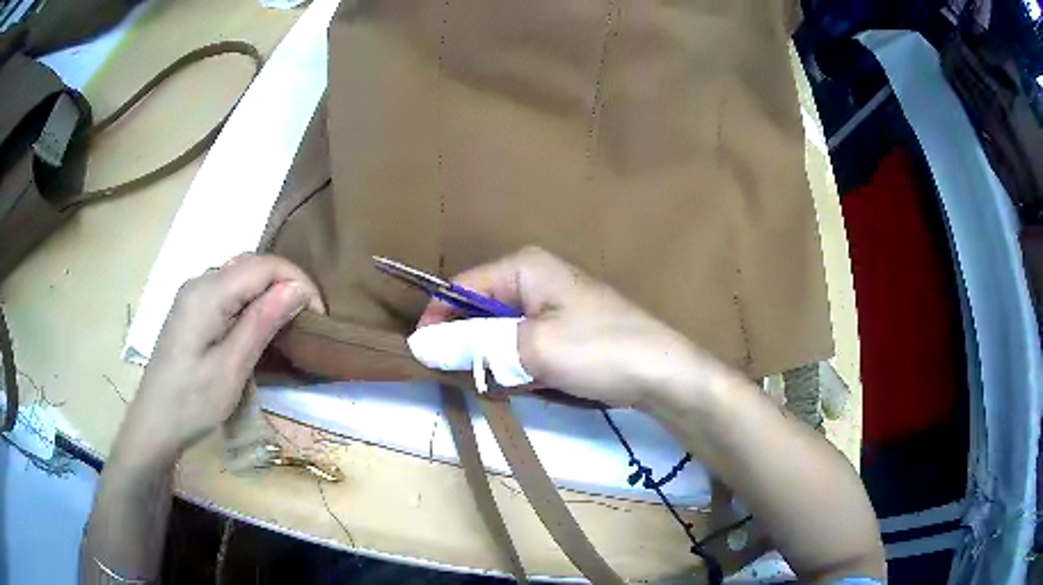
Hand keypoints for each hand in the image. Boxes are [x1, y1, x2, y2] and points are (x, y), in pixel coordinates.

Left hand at [125, 254, 323, 458]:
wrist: (155, 422)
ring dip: (268, 290)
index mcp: (208, 292)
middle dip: (285, 283)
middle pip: (251, 264)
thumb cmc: (192, 402)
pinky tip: (256, 322)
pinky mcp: (191, 307)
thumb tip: (297, 288)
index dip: (297, 281)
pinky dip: (250, 298)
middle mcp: (199, 281)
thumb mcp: (231, 368)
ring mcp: (192, 293)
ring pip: (240, 273)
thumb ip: (261, 323)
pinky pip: (228, 288)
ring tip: (287, 321)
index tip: (318, 316)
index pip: (263, 266)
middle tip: (306, 320)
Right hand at [418, 247, 731, 407]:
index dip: (437, 319)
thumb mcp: (532, 347)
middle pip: (479, 310)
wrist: (664, 376)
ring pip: (499, 333)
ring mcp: (551, 307)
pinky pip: (522, 347)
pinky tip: (527, 384)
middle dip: (468, 345)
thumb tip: (420, 344)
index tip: (422, 355)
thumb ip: (474, 344)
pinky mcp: (563, 333)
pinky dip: (517, 367)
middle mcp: (535, 280)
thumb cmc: (600, 350)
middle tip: (464, 377)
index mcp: (525, 267)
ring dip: (494, 360)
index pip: (461, 287)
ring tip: (501, 383)